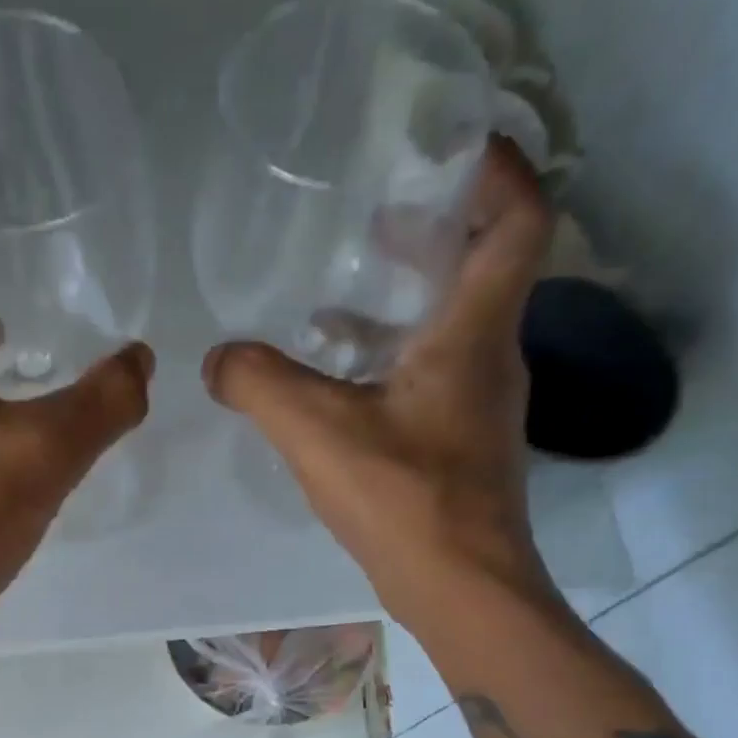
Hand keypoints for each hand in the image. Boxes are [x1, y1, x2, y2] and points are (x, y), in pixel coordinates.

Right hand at [202, 138, 556, 622]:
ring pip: (455, 326)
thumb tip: (217, 360)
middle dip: (436, 230)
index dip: (496, 170)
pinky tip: (340, 380)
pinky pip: (433, 375)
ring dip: (408, 300)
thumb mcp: (317, 432)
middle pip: (485, 267)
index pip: (520, 219)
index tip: (447, 148)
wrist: (460, 589)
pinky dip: (392, 359)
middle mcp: (491, 358)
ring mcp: (480, 406)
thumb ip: (259, 385)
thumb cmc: (404, 499)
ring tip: (342, 293)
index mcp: (474, 332)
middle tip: (376, 215)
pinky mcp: (461, 445)